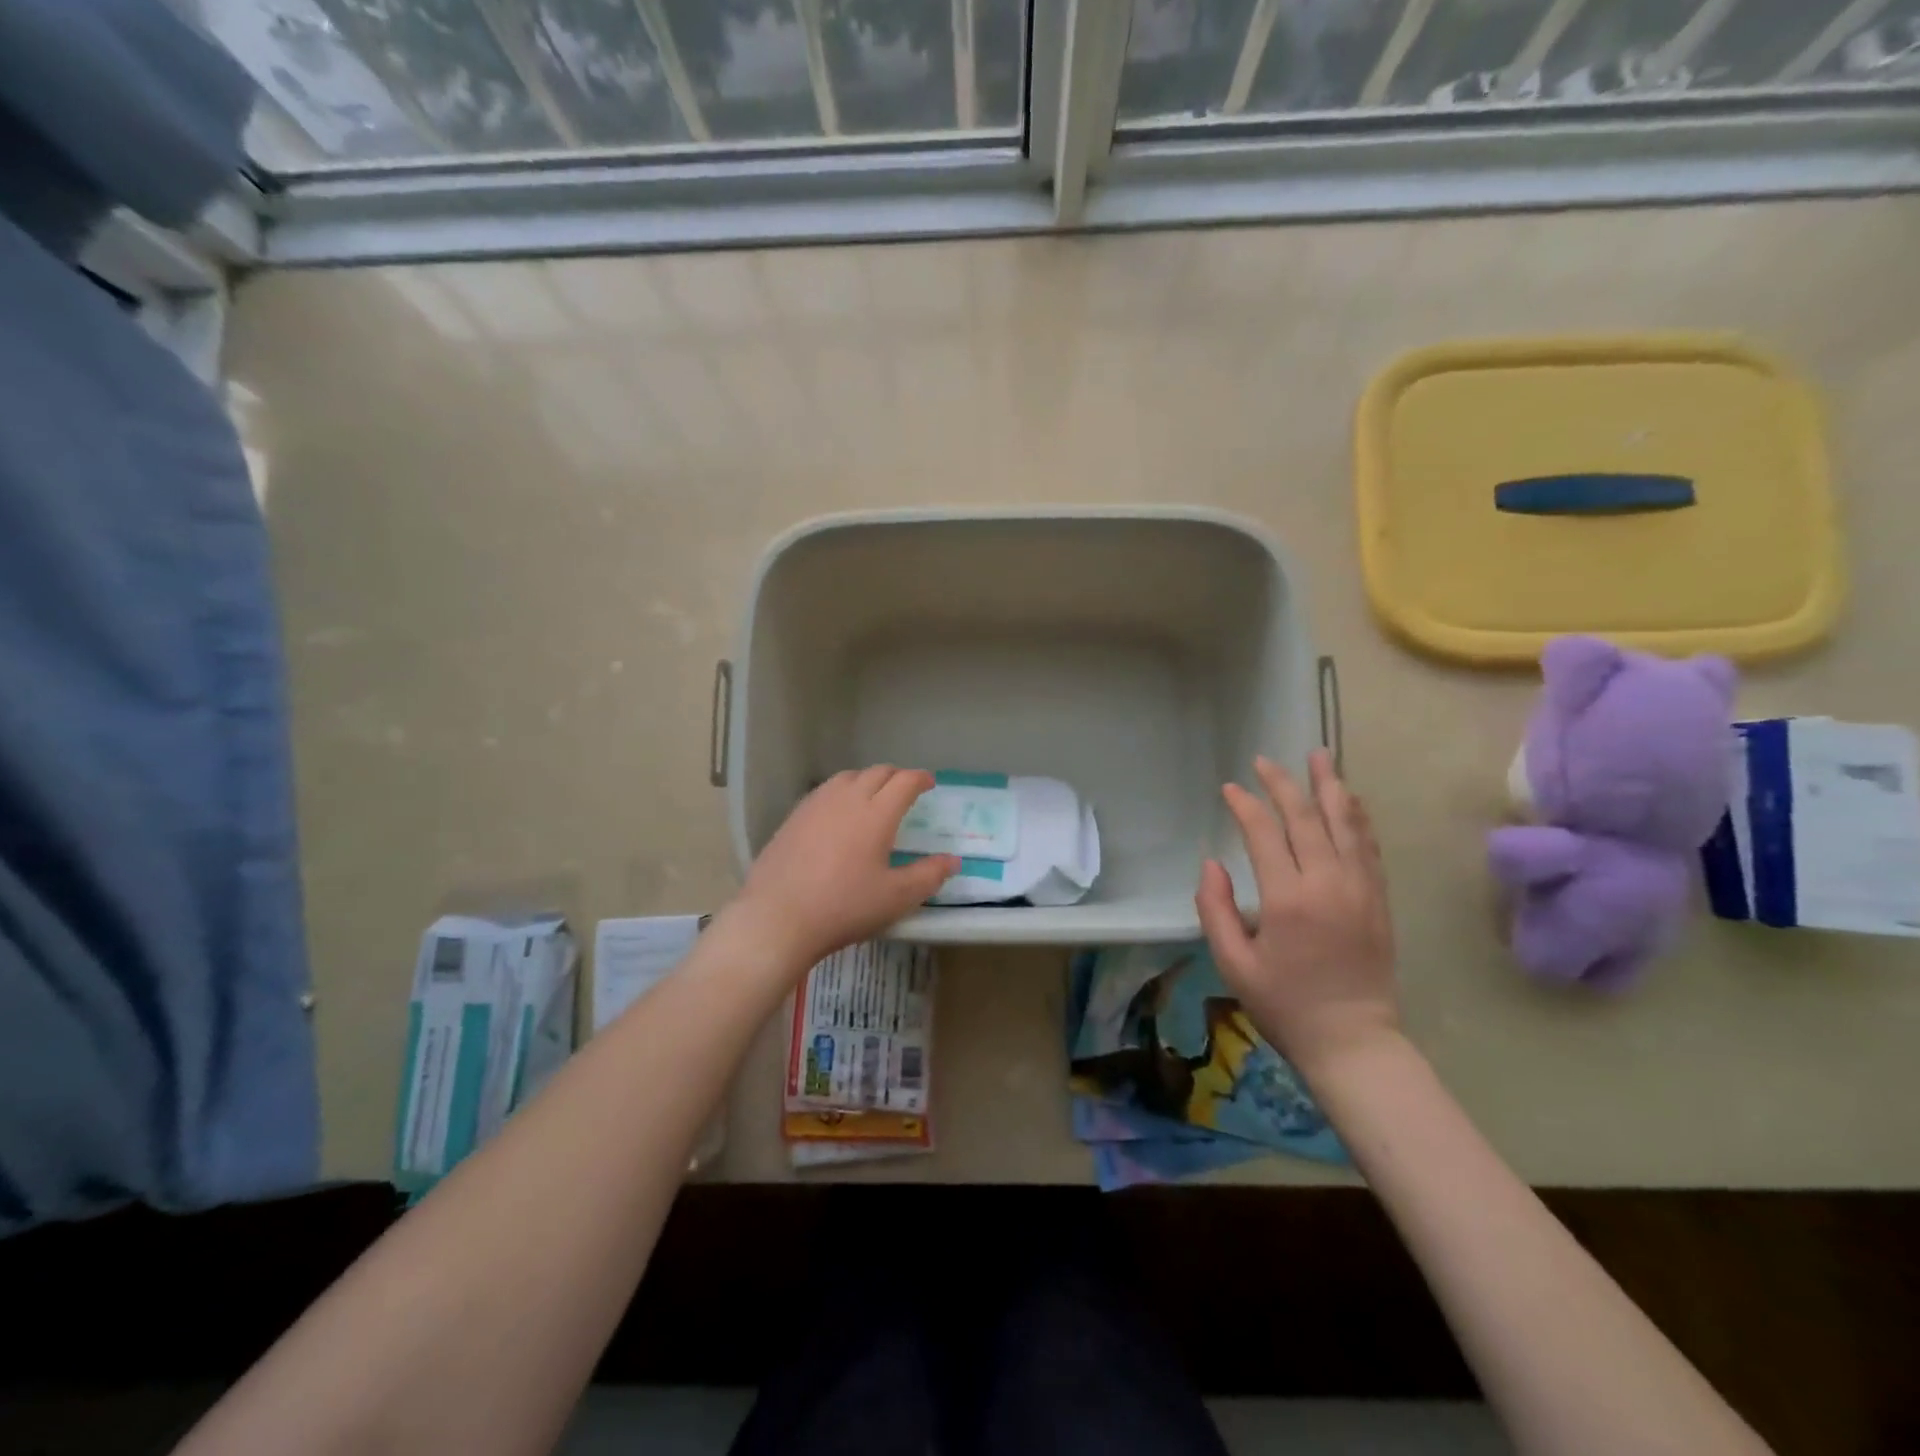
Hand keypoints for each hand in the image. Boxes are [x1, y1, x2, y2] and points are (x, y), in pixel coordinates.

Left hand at [732, 767, 956, 968]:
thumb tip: (952, 861)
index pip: (904, 782)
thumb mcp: (896, 898)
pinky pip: (824, 791)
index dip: (920, 779)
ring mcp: (816, 805)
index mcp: (876, 813)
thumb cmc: (844, 907)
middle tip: (905, 789)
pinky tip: (838, 813)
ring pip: (847, 777)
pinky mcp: (793, 817)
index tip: (929, 783)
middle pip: (876, 773)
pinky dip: (841, 792)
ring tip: (873, 796)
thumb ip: (928, 876)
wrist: (778, 917)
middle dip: (896, 776)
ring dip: (867, 780)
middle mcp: (847, 799)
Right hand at [1194, 750, 1399, 1076]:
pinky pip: (1369, 846)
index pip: (1264, 834)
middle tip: (1264, 761)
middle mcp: (1328, 883)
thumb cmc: (1284, 1005)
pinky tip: (1349, 799)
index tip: (1229, 788)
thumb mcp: (1233, 963)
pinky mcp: (1378, 899)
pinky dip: (1357, 817)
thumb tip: (1212, 863)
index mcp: (1287, 899)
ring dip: (1330, 787)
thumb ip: (1215, 909)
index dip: (1245, 806)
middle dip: (1283, 784)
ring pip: (1345, 823)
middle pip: (1306, 818)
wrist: (1353, 1041)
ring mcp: (1360, 888)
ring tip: (1319, 756)